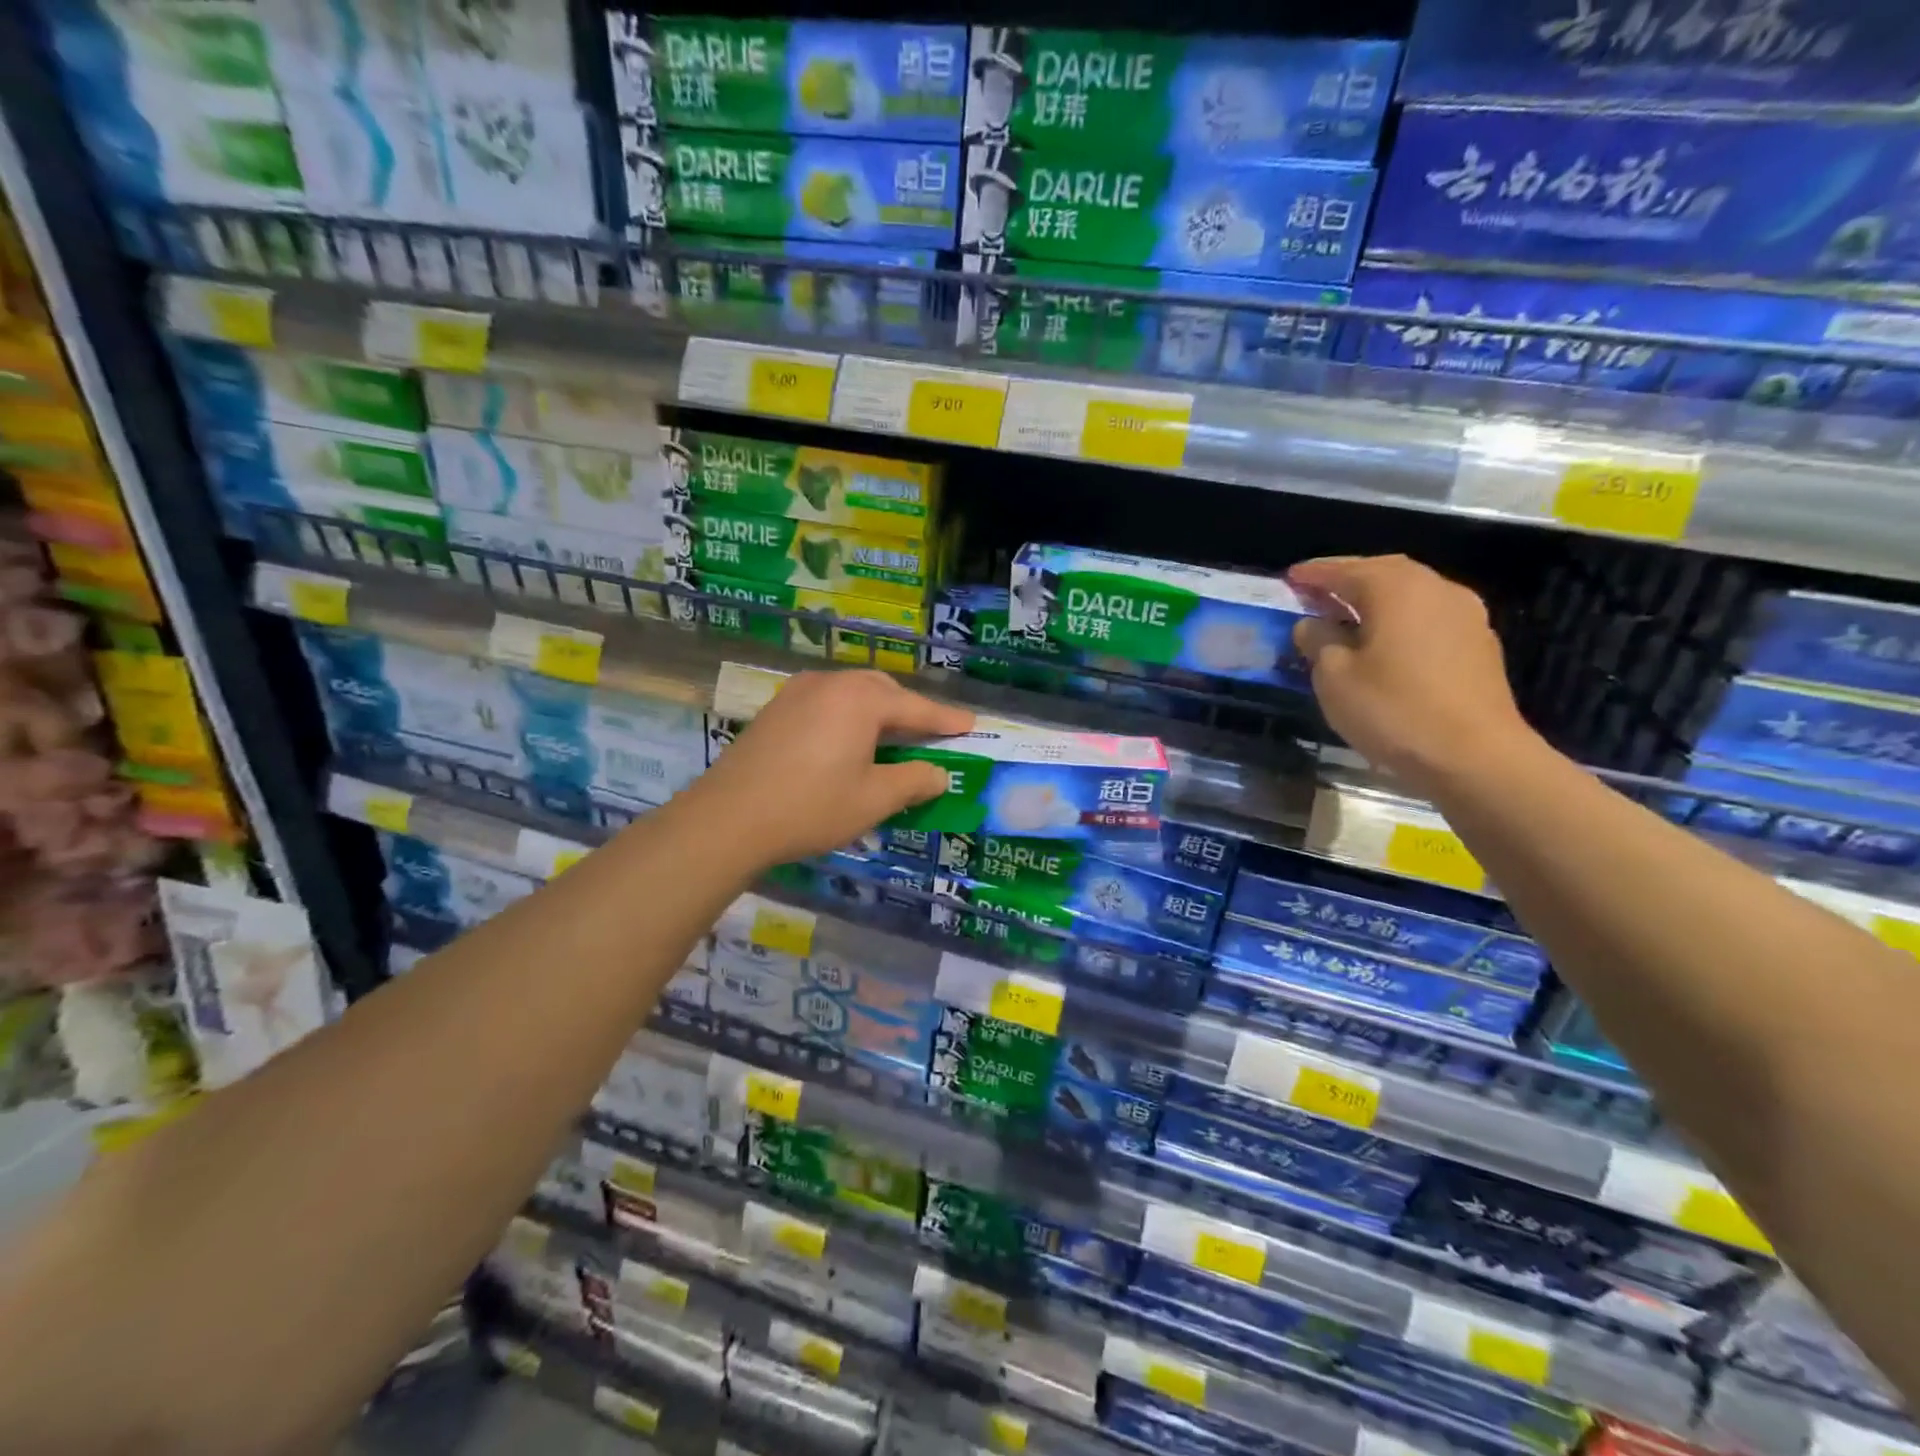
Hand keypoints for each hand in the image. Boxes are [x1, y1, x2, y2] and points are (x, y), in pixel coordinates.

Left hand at [690, 670, 973, 870]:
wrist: (728, 818)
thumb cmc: (811, 807)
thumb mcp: (873, 799)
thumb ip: (914, 782)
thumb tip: (939, 774)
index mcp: (861, 700)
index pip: (916, 708)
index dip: (946, 720)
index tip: (970, 724)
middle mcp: (831, 684)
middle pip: (882, 690)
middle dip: (909, 710)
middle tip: (929, 733)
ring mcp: (798, 692)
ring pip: (851, 692)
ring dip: (876, 710)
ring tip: (889, 736)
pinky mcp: (775, 709)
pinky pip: (825, 702)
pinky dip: (847, 715)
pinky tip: (845, 740)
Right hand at [1289, 555, 1540, 797]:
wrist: (1475, 757)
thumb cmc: (1394, 711)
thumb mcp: (1335, 678)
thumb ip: (1319, 642)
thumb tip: (1312, 624)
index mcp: (1396, 590)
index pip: (1346, 571)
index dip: (1314, 573)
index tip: (1290, 578)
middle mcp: (1436, 590)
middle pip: (1384, 573)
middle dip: (1349, 578)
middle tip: (1318, 591)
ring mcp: (1465, 616)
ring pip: (1411, 594)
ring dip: (1377, 599)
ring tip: (1349, 615)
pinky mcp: (1479, 645)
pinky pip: (1429, 617)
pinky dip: (1401, 619)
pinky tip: (1386, 642)